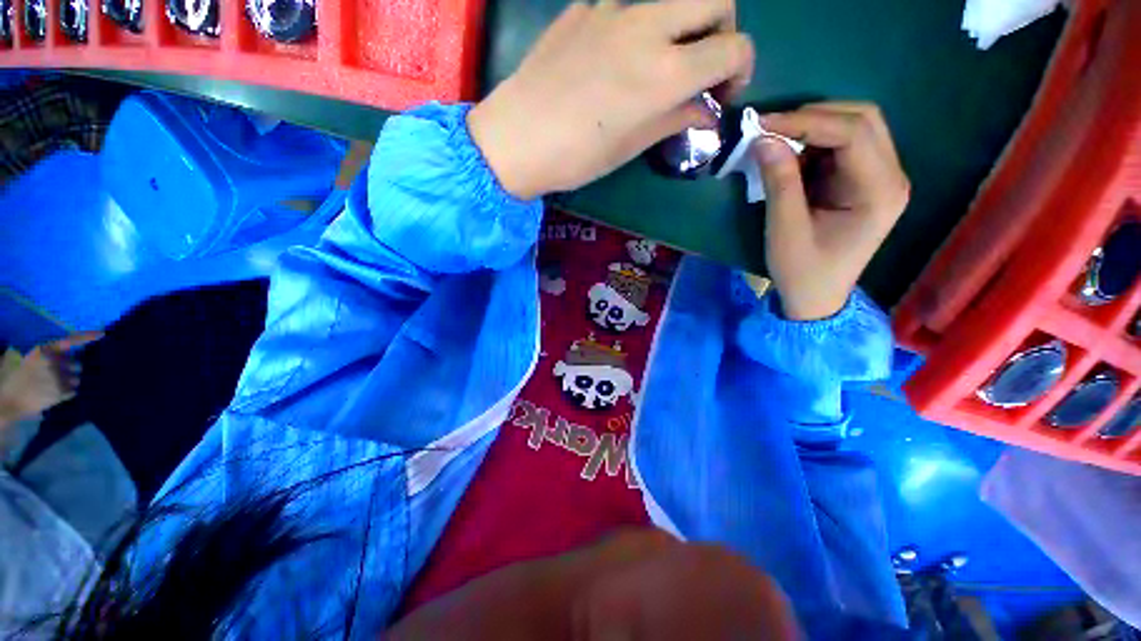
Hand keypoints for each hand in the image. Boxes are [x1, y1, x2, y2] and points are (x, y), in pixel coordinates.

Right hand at [0, 332, 101, 424]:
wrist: (9, 399)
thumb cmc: (18, 378)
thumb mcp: (32, 360)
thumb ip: (48, 355)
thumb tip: (66, 352)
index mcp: (44, 350)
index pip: (70, 340)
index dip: (87, 337)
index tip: (102, 334)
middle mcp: (54, 361)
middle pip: (77, 365)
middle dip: (71, 371)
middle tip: (57, 377)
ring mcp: (58, 377)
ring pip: (76, 379)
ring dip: (69, 383)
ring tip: (53, 387)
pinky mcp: (60, 392)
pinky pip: (73, 391)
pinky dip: (67, 393)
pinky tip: (54, 395)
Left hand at [468, 0, 753, 199]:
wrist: (516, 138)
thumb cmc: (577, 156)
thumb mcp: (631, 147)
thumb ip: (675, 119)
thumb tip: (704, 110)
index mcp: (665, 71)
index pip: (734, 48)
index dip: (740, 70)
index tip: (722, 94)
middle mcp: (647, 28)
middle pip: (715, 0)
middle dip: (723, 31)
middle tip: (703, 65)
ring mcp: (612, 10)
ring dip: (681, 25)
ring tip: (658, 62)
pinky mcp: (583, 8)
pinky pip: (626, 6)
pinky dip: (637, 27)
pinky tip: (615, 58)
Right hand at [754, 103, 909, 319]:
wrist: (816, 297)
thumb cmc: (802, 270)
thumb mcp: (785, 229)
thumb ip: (779, 182)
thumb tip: (763, 139)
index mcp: (879, 192)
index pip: (853, 133)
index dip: (806, 121)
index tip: (763, 124)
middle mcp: (891, 176)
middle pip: (862, 120)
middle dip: (813, 116)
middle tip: (770, 129)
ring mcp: (881, 177)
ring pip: (856, 126)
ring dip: (814, 126)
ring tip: (777, 140)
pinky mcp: (865, 181)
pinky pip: (844, 145)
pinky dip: (815, 142)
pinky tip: (791, 154)